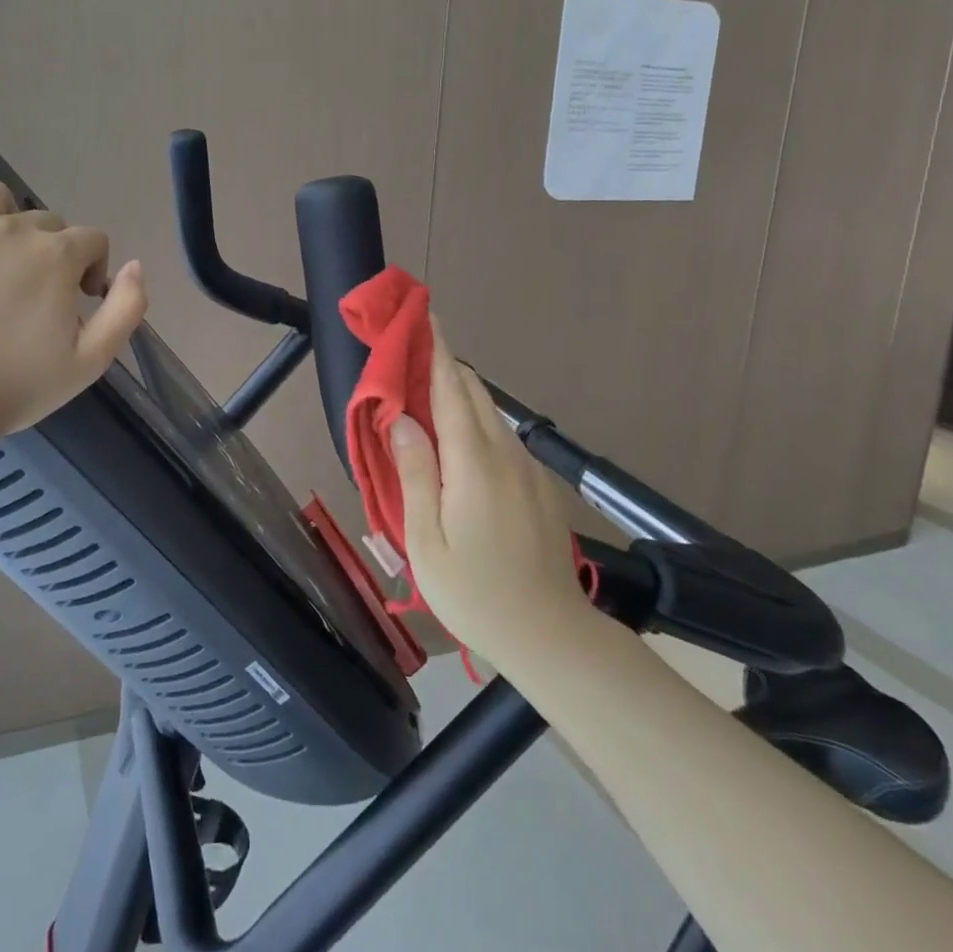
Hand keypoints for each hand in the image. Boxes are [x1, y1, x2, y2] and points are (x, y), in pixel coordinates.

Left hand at [0, 172, 147, 449]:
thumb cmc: (16, 388)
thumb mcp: (91, 361)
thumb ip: (126, 309)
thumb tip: (135, 265)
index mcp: (57, 256)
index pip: (91, 240)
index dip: (91, 269)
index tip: (74, 302)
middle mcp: (12, 227)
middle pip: (46, 222)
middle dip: (49, 253)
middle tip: (29, 295)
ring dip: (6, 220)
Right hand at [390, 319, 585, 667]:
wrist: (552, 637)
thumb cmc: (476, 593)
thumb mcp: (427, 541)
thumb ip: (415, 474)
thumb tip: (401, 419)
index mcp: (473, 463)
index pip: (451, 390)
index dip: (435, 350)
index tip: (423, 315)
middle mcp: (505, 454)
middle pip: (474, 393)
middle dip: (444, 365)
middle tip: (413, 352)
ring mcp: (528, 470)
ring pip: (491, 414)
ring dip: (460, 394)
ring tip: (427, 395)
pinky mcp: (539, 487)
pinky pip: (502, 439)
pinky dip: (476, 423)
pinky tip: (459, 445)